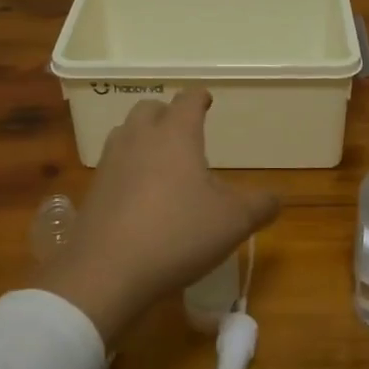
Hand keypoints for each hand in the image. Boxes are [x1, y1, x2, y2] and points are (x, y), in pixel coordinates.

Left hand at [33, 90, 279, 345]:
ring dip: (142, 136)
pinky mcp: (94, 189)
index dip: (199, 98)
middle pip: (150, 108)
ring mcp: (111, 162)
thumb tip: (275, 199)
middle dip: (167, 113)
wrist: (106, 270)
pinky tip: (137, 192)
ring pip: (126, 132)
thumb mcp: (232, 223)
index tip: (206, 100)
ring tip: (159, 158)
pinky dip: (127, 166)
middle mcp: (140, 138)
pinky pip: (113, 163)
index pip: (188, 100)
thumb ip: (259, 206)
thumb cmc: (177, 234)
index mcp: (175, 135)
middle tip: (183, 130)